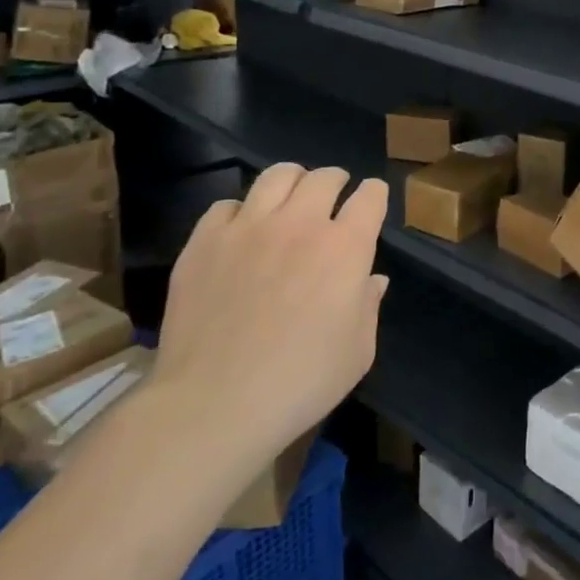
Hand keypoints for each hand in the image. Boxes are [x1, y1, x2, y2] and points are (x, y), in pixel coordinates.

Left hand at [153, 164, 389, 472]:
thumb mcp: (357, 352)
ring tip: (290, 198)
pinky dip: (241, 212)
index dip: (374, 194)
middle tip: (333, 197)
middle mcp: (300, 224)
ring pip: (276, 176)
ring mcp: (248, 227)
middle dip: (336, 181)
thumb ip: (368, 306)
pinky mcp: (204, 241)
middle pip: (325, 177)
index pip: (370, 197)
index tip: (372, 201)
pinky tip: (241, 233)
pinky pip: (226, 206)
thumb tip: (372, 279)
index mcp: (346, 247)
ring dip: (293, 182)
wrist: (215, 403)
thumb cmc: (301, 383)